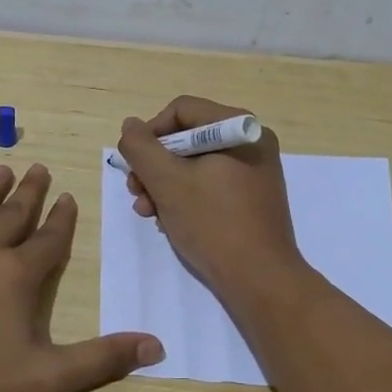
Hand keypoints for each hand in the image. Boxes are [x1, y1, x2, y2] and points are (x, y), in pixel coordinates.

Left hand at [0, 164, 164, 391]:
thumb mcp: (48, 380)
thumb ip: (102, 359)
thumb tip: (157, 346)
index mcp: (16, 277)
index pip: (48, 240)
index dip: (62, 219)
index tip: (68, 196)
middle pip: (11, 217)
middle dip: (29, 194)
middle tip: (39, 168)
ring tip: (2, 169)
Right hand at [117, 96, 306, 305]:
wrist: (260, 280)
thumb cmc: (213, 223)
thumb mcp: (167, 182)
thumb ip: (141, 148)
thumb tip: (131, 126)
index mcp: (238, 128)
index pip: (181, 111)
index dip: (150, 134)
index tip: (135, 166)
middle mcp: (251, 142)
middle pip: (187, 138)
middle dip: (155, 166)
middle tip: (137, 194)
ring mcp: (255, 172)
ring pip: (195, 164)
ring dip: (165, 185)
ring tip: (149, 213)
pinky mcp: (253, 198)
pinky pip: (211, 184)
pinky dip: (186, 198)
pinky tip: (170, 222)